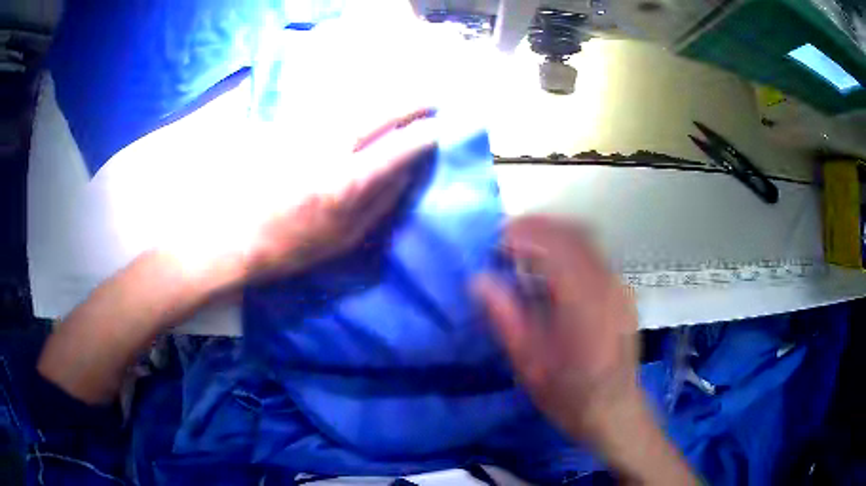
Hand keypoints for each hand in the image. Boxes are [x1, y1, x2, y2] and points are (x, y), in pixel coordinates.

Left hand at [164, 107, 437, 292]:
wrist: (236, 236)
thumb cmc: (293, 247)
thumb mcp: (344, 238)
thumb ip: (380, 203)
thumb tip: (405, 170)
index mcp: (345, 184)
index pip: (396, 149)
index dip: (422, 136)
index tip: (436, 130)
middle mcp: (328, 150)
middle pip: (378, 114)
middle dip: (409, 103)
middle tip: (429, 100)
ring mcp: (306, 134)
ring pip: (353, 103)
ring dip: (383, 96)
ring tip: (403, 94)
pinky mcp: (288, 127)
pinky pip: (328, 106)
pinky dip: (352, 100)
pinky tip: (363, 100)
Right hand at [473, 216, 641, 443]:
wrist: (614, 410)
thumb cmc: (569, 394)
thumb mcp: (529, 364)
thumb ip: (505, 318)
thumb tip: (479, 279)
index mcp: (584, 305)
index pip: (555, 246)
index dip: (524, 233)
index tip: (496, 240)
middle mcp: (607, 286)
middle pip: (573, 233)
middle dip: (537, 228)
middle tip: (506, 242)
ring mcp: (619, 286)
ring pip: (586, 239)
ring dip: (553, 235)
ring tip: (525, 251)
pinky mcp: (623, 291)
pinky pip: (594, 253)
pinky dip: (569, 247)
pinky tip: (553, 270)